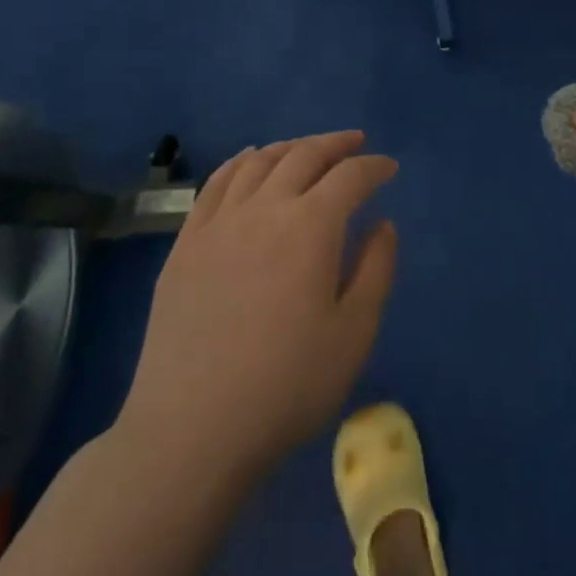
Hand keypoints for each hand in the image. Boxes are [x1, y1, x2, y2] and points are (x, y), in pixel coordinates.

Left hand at [115, 132, 398, 482]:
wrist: (191, 431)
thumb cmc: (286, 387)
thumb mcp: (354, 334)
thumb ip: (376, 269)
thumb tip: (382, 224)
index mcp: (311, 226)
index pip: (350, 177)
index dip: (374, 167)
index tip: (389, 169)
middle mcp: (264, 209)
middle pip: (303, 156)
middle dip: (335, 145)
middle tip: (355, 143)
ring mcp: (218, 223)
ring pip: (258, 162)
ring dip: (290, 147)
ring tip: (307, 149)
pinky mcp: (185, 244)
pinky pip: (215, 184)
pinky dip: (239, 162)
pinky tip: (249, 161)